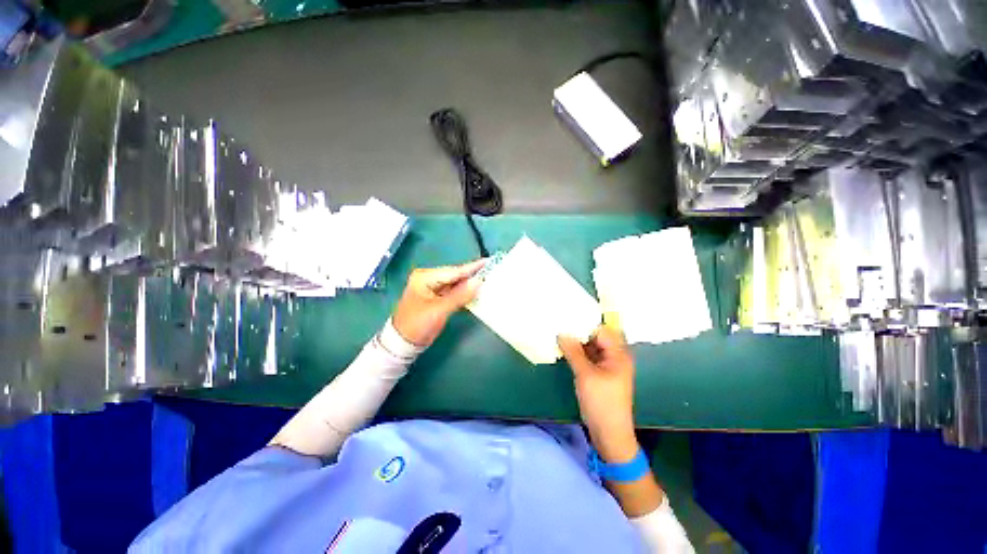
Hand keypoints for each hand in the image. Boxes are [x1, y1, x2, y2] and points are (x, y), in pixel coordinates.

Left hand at [392, 260, 485, 346]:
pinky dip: (464, 292)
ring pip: (456, 284)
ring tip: (489, 278)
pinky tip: (476, 291)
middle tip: (492, 270)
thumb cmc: (417, 324)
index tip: (489, 262)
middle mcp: (429, 279)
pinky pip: (454, 292)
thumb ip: (460, 295)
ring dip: (470, 284)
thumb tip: (479, 281)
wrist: (403, 343)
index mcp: (425, 277)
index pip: (454, 271)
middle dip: (473, 275)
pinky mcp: (437, 298)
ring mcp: (433, 288)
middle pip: (455, 276)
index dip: (472, 268)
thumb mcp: (439, 310)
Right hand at [558, 326, 638, 463]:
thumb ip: (573, 351)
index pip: (601, 330)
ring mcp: (608, 367)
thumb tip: (562, 333)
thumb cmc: (601, 403)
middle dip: (579, 332)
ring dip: (577, 343)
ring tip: (559, 334)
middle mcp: (615, 357)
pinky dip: (578, 354)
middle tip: (560, 324)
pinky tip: (564, 350)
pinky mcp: (600, 375)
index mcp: (618, 354)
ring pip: (591, 348)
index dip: (585, 323)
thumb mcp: (585, 375)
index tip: (566, 317)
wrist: (610, 435)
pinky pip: (589, 358)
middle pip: (596, 338)